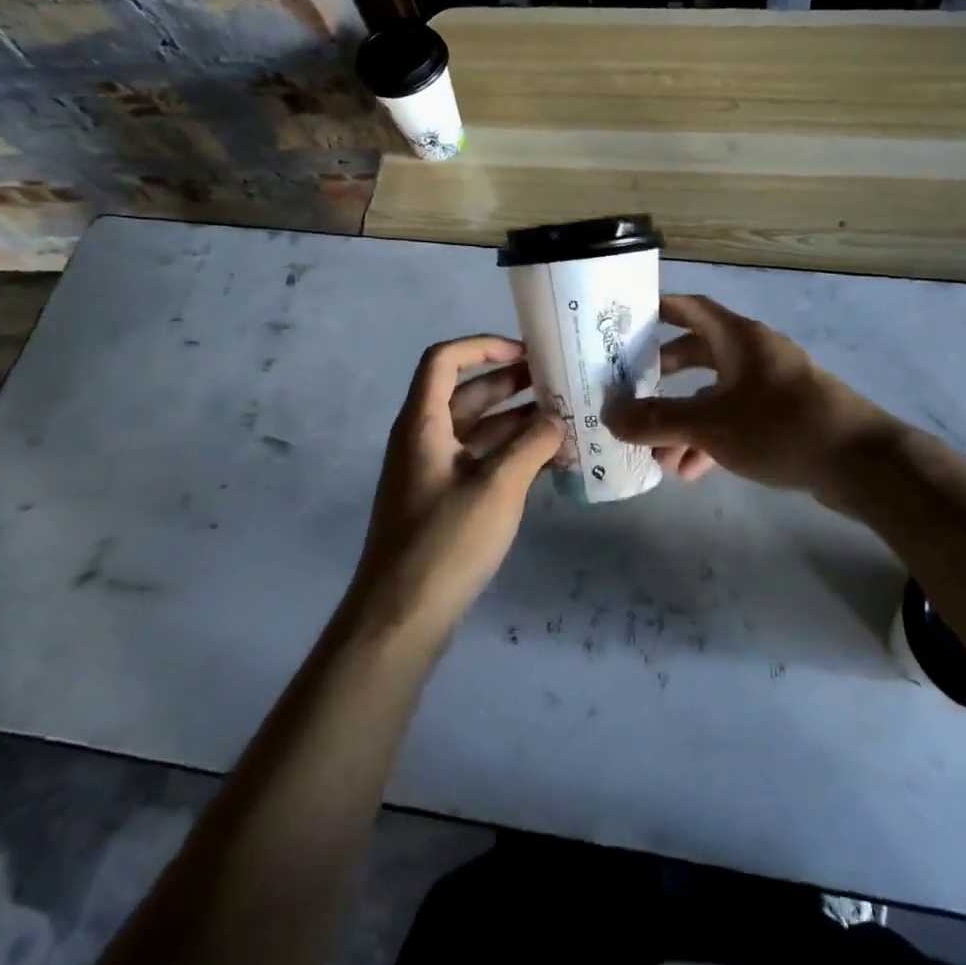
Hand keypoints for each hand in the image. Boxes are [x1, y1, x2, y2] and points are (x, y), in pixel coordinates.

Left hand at [351, 336, 563, 637]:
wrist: (401, 618)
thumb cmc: (445, 542)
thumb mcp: (498, 487)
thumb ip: (532, 445)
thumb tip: (558, 420)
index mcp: (423, 423)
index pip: (444, 360)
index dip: (483, 346)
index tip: (525, 354)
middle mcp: (424, 438)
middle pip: (466, 392)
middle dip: (511, 383)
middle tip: (558, 382)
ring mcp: (433, 470)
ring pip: (477, 428)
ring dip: (517, 420)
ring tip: (564, 419)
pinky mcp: (443, 499)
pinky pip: (479, 459)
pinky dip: (510, 453)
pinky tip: (548, 460)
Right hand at [606, 295, 893, 499]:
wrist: (860, 464)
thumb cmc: (779, 426)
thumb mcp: (710, 424)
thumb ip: (656, 420)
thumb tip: (608, 415)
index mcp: (738, 337)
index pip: (690, 308)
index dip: (657, 309)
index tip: (624, 322)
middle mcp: (754, 353)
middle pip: (697, 353)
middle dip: (663, 376)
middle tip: (631, 392)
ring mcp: (771, 385)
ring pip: (714, 394)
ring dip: (684, 420)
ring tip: (659, 456)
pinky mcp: (784, 416)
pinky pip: (735, 419)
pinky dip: (711, 438)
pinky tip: (691, 471)